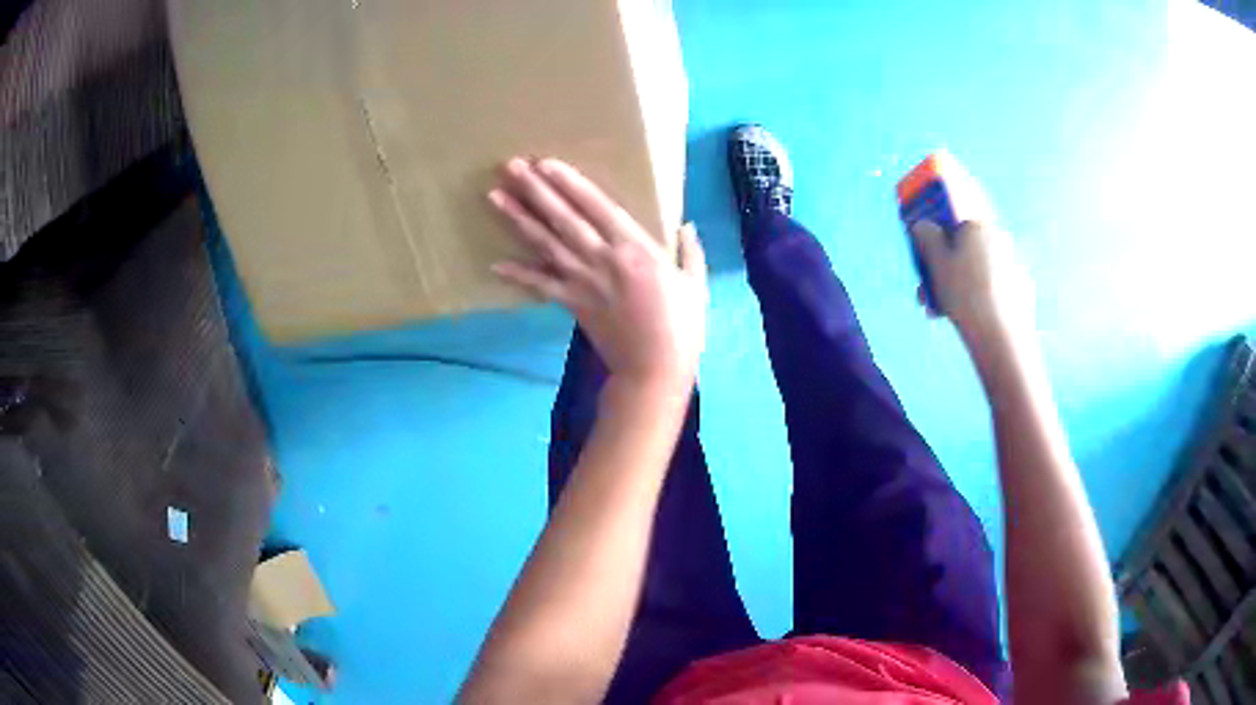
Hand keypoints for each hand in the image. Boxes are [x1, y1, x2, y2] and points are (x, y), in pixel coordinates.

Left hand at [489, 158, 707, 387]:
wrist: (654, 369)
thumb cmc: (681, 326)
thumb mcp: (695, 283)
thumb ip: (690, 251)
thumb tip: (686, 225)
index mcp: (635, 248)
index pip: (596, 206)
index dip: (569, 183)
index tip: (546, 163)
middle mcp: (602, 258)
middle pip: (562, 218)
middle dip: (535, 190)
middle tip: (510, 166)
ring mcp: (582, 281)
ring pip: (544, 244)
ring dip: (518, 219)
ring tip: (494, 197)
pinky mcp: (571, 304)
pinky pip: (540, 286)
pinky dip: (518, 275)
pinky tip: (494, 264)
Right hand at [911, 219, 1034, 343]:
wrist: (1000, 336)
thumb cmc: (966, 294)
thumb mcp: (935, 261)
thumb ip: (925, 235)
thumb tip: (922, 224)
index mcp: (977, 225)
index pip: (951, 218)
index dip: (934, 233)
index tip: (923, 249)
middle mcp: (997, 238)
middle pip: (962, 246)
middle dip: (941, 265)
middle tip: (926, 287)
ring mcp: (1010, 264)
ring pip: (974, 268)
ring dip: (953, 284)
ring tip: (937, 308)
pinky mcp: (1017, 288)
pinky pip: (988, 285)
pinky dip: (973, 296)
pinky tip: (961, 315)